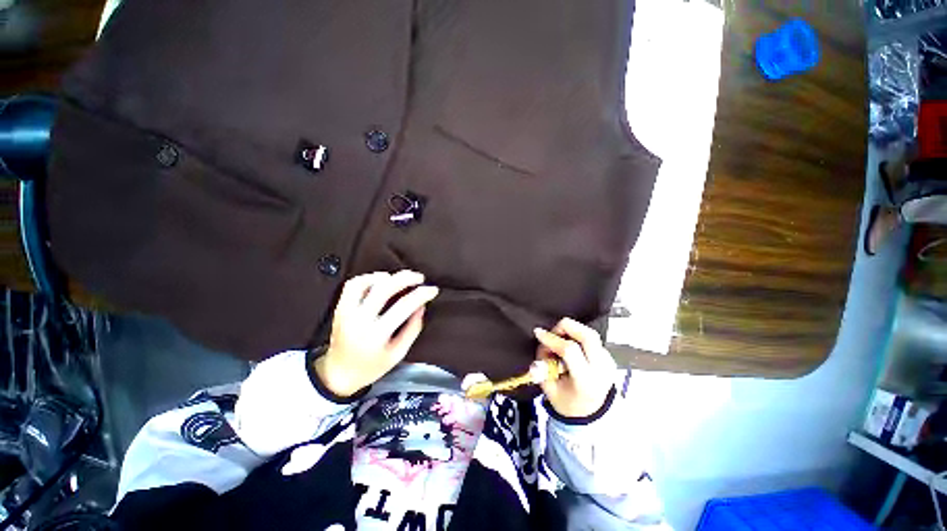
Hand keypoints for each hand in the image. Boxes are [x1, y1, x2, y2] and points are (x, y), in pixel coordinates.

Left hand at [315, 270, 438, 396]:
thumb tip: (421, 305)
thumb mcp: (398, 353)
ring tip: (398, 279)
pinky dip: (368, 278)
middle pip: (384, 288)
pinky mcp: (340, 308)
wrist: (338, 374)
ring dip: (385, 276)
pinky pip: (352, 285)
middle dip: (405, 278)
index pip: (403, 306)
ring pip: (365, 282)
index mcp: (377, 334)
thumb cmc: (372, 367)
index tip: (433, 289)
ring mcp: (346, 312)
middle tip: (419, 277)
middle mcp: (360, 320)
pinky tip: (380, 281)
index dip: (421, 294)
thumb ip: (412, 329)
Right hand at [534, 318, 615, 418]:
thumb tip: (541, 345)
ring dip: (571, 330)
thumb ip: (542, 367)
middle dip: (566, 327)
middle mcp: (601, 369)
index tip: (538, 333)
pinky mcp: (608, 356)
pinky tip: (569, 348)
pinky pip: (591, 339)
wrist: (594, 414)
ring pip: (590, 333)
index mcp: (586, 381)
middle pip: (587, 335)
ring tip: (559, 340)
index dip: (552, 338)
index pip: (570, 350)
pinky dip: (577, 337)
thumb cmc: (569, 403)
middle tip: (553, 333)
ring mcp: (608, 361)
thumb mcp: (550, 390)